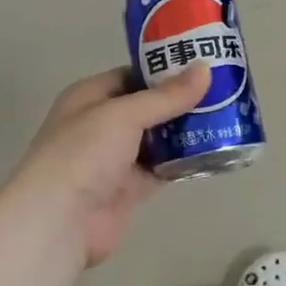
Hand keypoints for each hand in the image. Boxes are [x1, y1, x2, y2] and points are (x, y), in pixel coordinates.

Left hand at [6, 64, 210, 268]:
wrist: (60, 221)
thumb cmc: (84, 153)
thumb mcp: (124, 114)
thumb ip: (166, 96)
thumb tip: (205, 69)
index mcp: (89, 97)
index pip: (131, 76)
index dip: (163, 70)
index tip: (201, 65)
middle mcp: (100, 125)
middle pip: (147, 107)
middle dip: (180, 101)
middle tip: (223, 92)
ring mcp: (114, 159)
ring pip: (157, 139)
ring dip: (185, 132)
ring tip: (226, 117)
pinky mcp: (128, 189)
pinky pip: (161, 169)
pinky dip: (183, 162)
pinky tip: (213, 152)